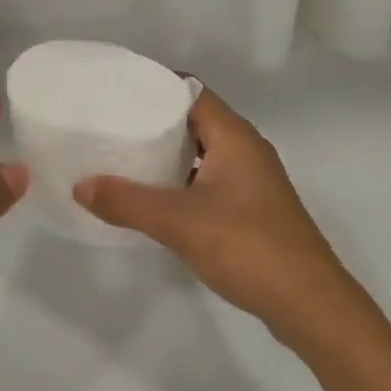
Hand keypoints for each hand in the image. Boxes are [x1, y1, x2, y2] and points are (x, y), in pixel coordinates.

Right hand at [73, 90, 356, 348]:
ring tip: (125, 158)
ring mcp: (253, 180)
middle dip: (155, 122)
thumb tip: (80, 185)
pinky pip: (210, 179)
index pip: (191, 91)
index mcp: (234, 135)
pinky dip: (183, 181)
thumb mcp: (179, 222)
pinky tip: (156, 200)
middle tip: (112, 124)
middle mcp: (246, 149)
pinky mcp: (253, 209)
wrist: (310, 304)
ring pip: (203, 152)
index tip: (117, 90)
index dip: (155, 86)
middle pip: (195, 120)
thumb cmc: (247, 246)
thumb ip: (127, 201)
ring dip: (169, 154)